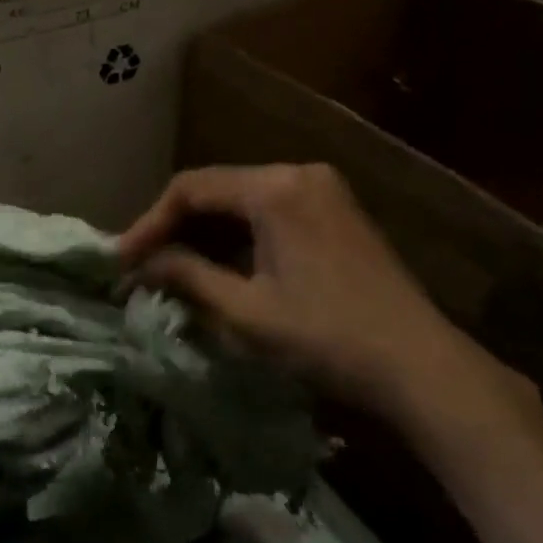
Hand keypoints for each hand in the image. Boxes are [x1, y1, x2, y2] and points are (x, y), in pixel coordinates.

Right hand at [119, 164, 495, 416]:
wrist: (422, 368)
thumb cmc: (327, 337)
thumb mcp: (245, 311)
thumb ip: (187, 276)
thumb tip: (142, 264)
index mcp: (275, 188)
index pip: (191, 188)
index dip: (149, 223)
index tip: (120, 260)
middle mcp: (299, 174)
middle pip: (217, 189)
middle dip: (175, 227)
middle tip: (141, 265)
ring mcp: (323, 191)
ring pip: (242, 201)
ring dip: (205, 233)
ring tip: (172, 269)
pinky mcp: (337, 213)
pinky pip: (270, 212)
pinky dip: (238, 237)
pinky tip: (220, 266)